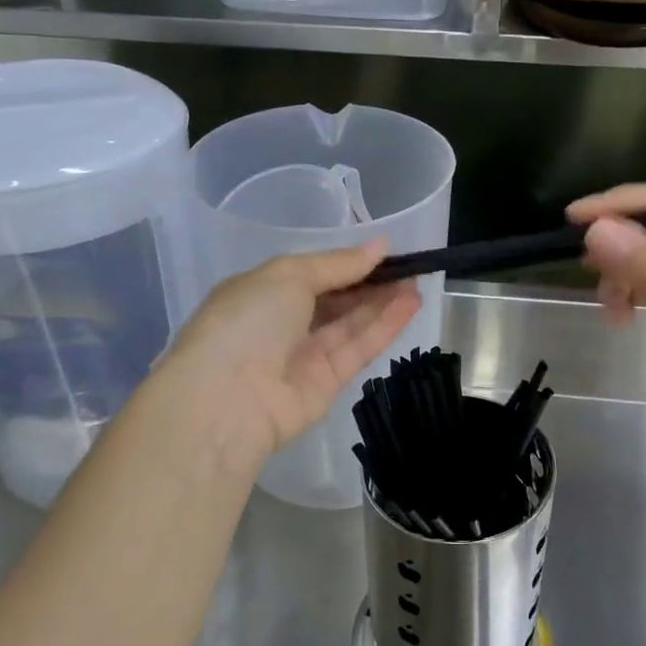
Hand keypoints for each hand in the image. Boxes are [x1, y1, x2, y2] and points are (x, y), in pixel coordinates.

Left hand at [155, 243, 421, 478]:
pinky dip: (384, 326)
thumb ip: (337, 263)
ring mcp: (304, 356)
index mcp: (261, 292)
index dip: (347, 263)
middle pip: (334, 299)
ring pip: (351, 323)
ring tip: (418, 281)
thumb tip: (379, 246)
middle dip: (370, 282)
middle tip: (409, 266)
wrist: (227, 399)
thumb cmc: (249, 320)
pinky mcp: (327, 383)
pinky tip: (411, 304)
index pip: (311, 273)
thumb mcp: (289, 275)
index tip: (384, 252)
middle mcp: (282, 324)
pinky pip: (359, 348)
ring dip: (384, 302)